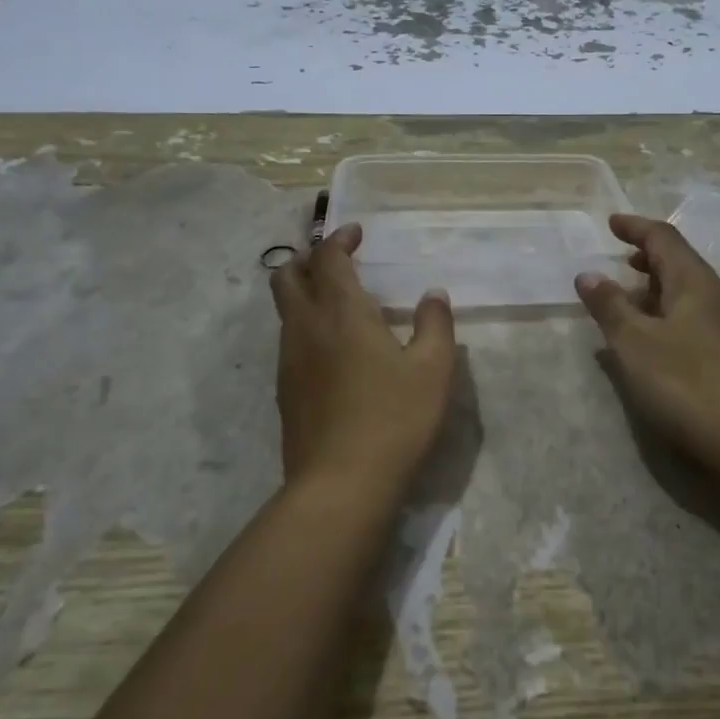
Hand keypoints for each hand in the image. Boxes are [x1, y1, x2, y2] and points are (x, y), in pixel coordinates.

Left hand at [270, 223, 457, 488]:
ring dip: (303, 292)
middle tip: (336, 261)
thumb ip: (435, 325)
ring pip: (284, 310)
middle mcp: (307, 328)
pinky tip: (331, 349)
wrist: (340, 484)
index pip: (328, 258)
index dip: (339, 239)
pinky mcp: (284, 391)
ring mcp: (289, 361)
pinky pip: (288, 341)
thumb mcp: (433, 370)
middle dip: (308, 259)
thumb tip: (433, 295)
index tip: (356, 234)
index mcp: (342, 313)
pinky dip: (304, 325)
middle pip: (288, 277)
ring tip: (336, 302)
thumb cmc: (394, 419)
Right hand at [576, 214, 719, 466]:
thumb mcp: (635, 344)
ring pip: (691, 295)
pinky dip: (672, 318)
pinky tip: (658, 345)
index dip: (635, 227)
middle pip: (681, 265)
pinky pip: (699, 321)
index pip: (664, 238)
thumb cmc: (687, 384)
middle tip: (621, 264)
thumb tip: (589, 275)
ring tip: (631, 307)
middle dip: (648, 260)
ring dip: (659, 292)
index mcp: (696, 283)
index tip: (612, 223)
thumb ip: (610, 307)